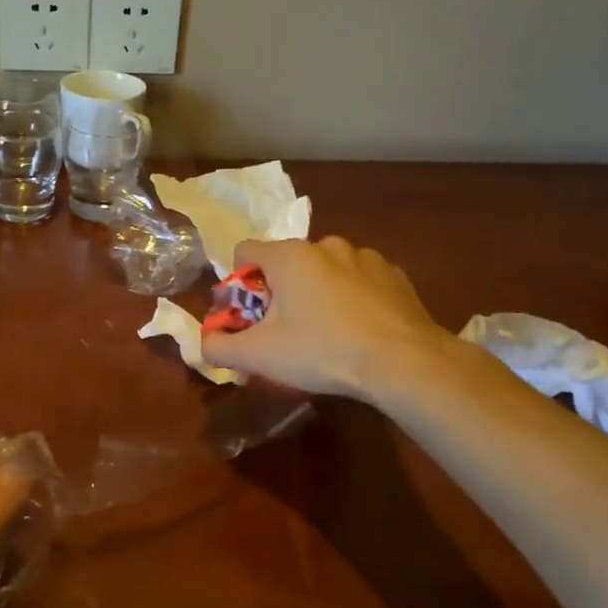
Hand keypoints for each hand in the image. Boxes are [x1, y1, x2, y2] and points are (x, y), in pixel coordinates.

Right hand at [200, 238, 449, 399]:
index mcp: (289, 255)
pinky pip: (359, 281)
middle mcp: (325, 245)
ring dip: (317, 294)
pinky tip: (360, 331)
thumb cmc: (322, 351)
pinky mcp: (394, 275)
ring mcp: (365, 257)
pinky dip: (352, 299)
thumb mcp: (259, 355)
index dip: (238, 285)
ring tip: (327, 334)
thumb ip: (219, 347)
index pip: (245, 252)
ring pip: (324, 271)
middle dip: (279, 293)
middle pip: (285, 263)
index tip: (250, 318)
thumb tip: (204, 343)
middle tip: (286, 333)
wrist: (403, 362)